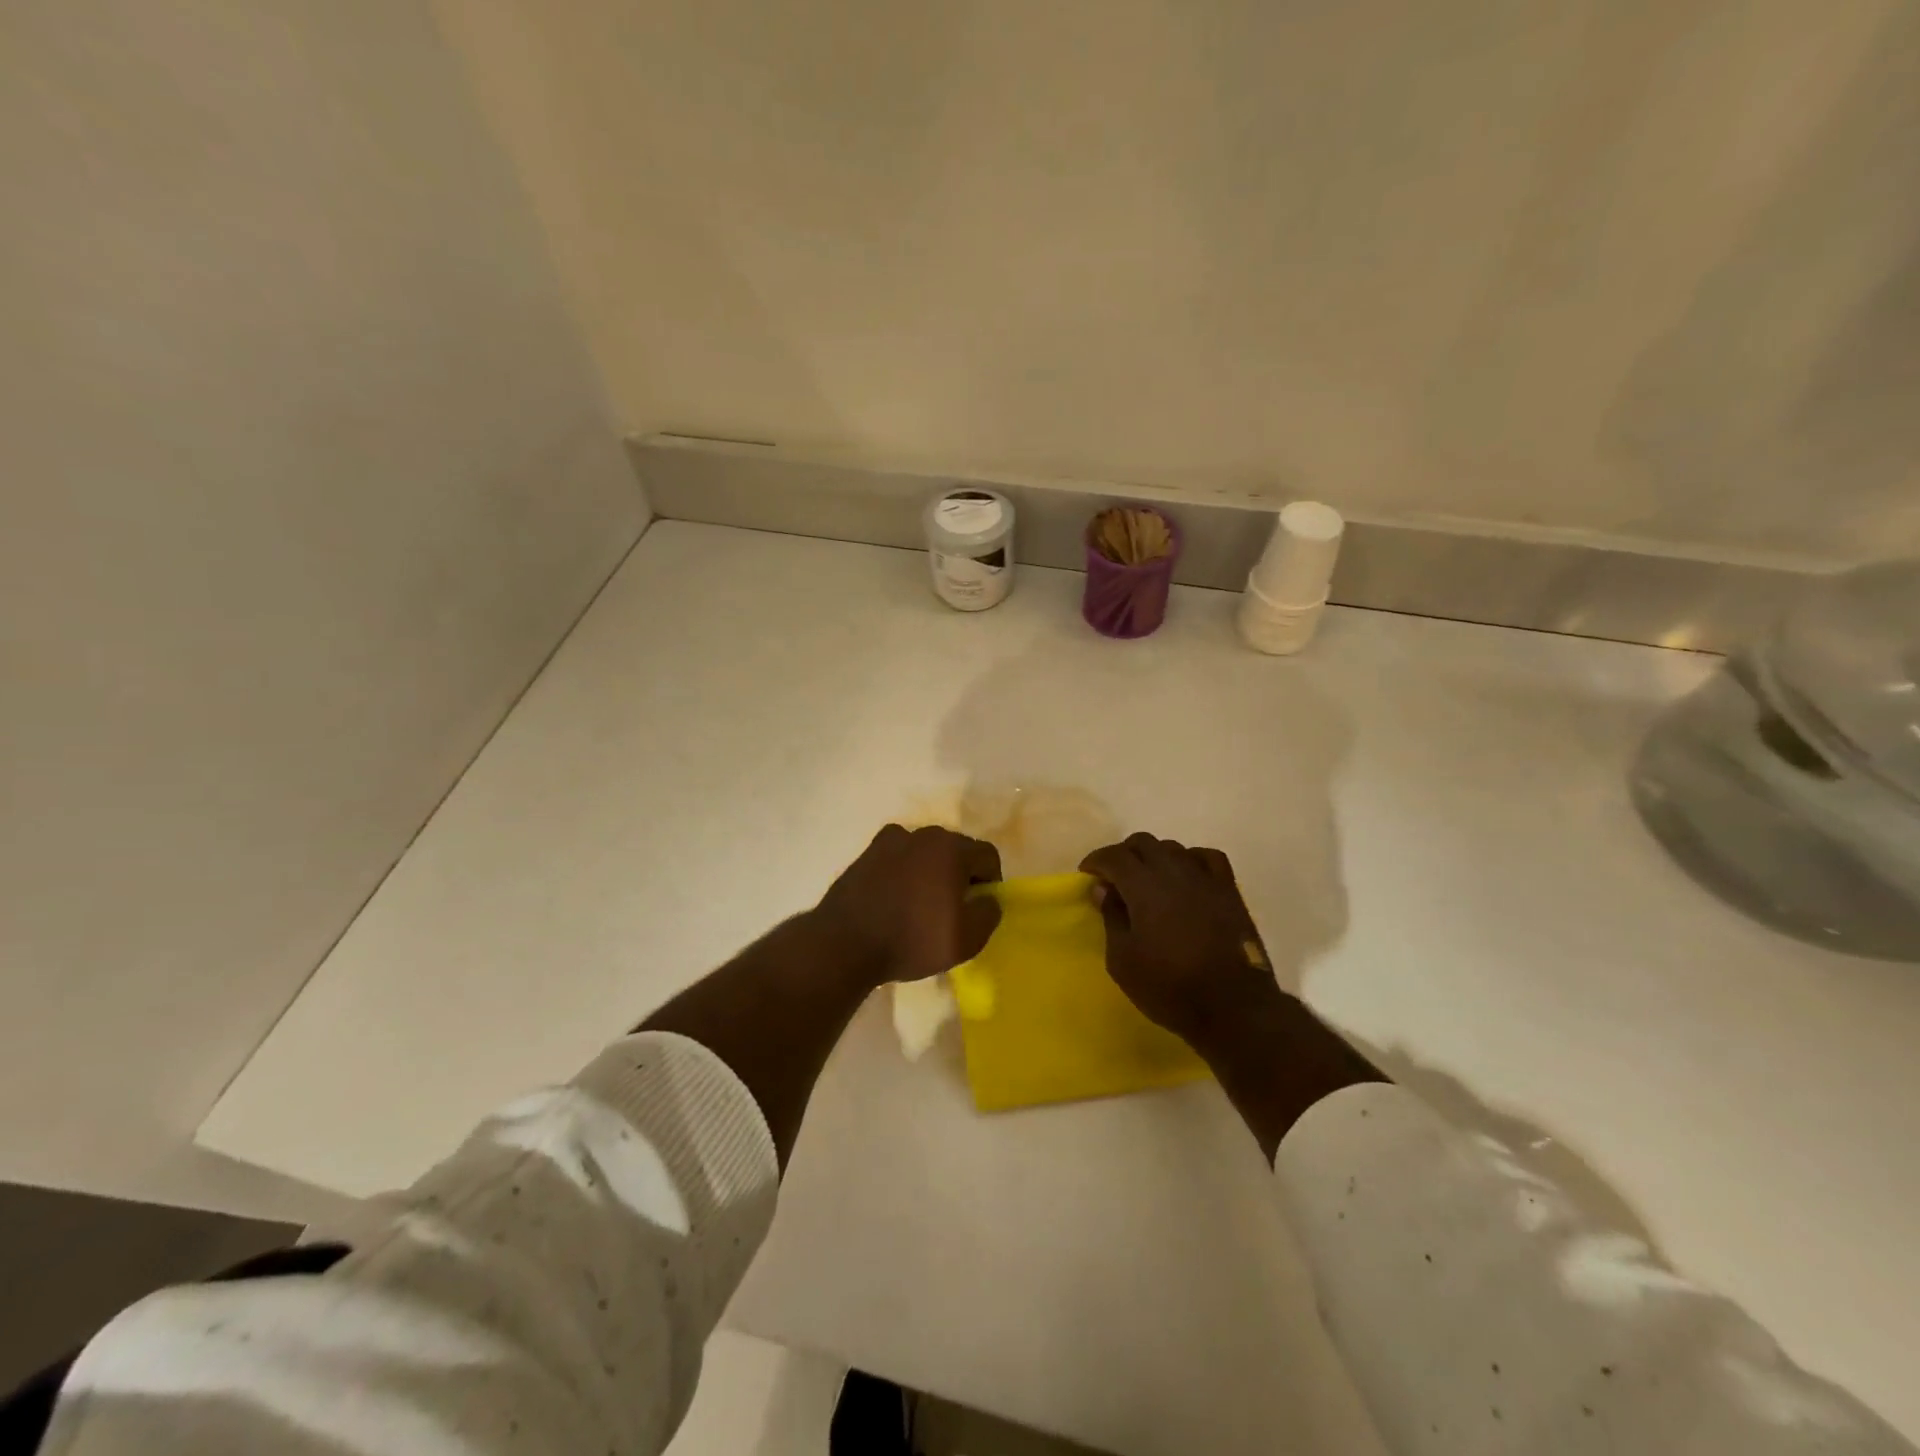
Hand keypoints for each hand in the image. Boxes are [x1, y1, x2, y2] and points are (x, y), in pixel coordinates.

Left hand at [815, 825, 1002, 989]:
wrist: (846, 943)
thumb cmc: (913, 939)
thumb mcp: (967, 939)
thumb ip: (989, 913)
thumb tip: (988, 899)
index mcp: (951, 848)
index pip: (987, 855)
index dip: (991, 881)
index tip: (979, 907)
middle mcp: (923, 834)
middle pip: (956, 849)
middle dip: (961, 874)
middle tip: (953, 908)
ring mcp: (890, 840)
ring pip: (925, 852)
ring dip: (931, 872)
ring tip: (921, 905)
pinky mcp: (866, 853)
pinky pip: (898, 858)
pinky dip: (903, 872)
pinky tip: (895, 899)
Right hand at [1079, 833, 1282, 1055]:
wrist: (1233, 1008)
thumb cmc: (1169, 987)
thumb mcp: (1123, 960)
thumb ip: (1111, 918)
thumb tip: (1104, 889)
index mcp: (1144, 886)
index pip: (1114, 856)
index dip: (1096, 861)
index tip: (1087, 874)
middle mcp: (1174, 871)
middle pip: (1143, 843)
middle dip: (1123, 854)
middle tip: (1113, 878)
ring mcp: (1205, 878)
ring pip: (1173, 848)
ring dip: (1154, 857)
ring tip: (1147, 880)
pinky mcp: (1229, 890)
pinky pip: (1206, 858)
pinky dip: (1190, 860)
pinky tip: (1186, 876)